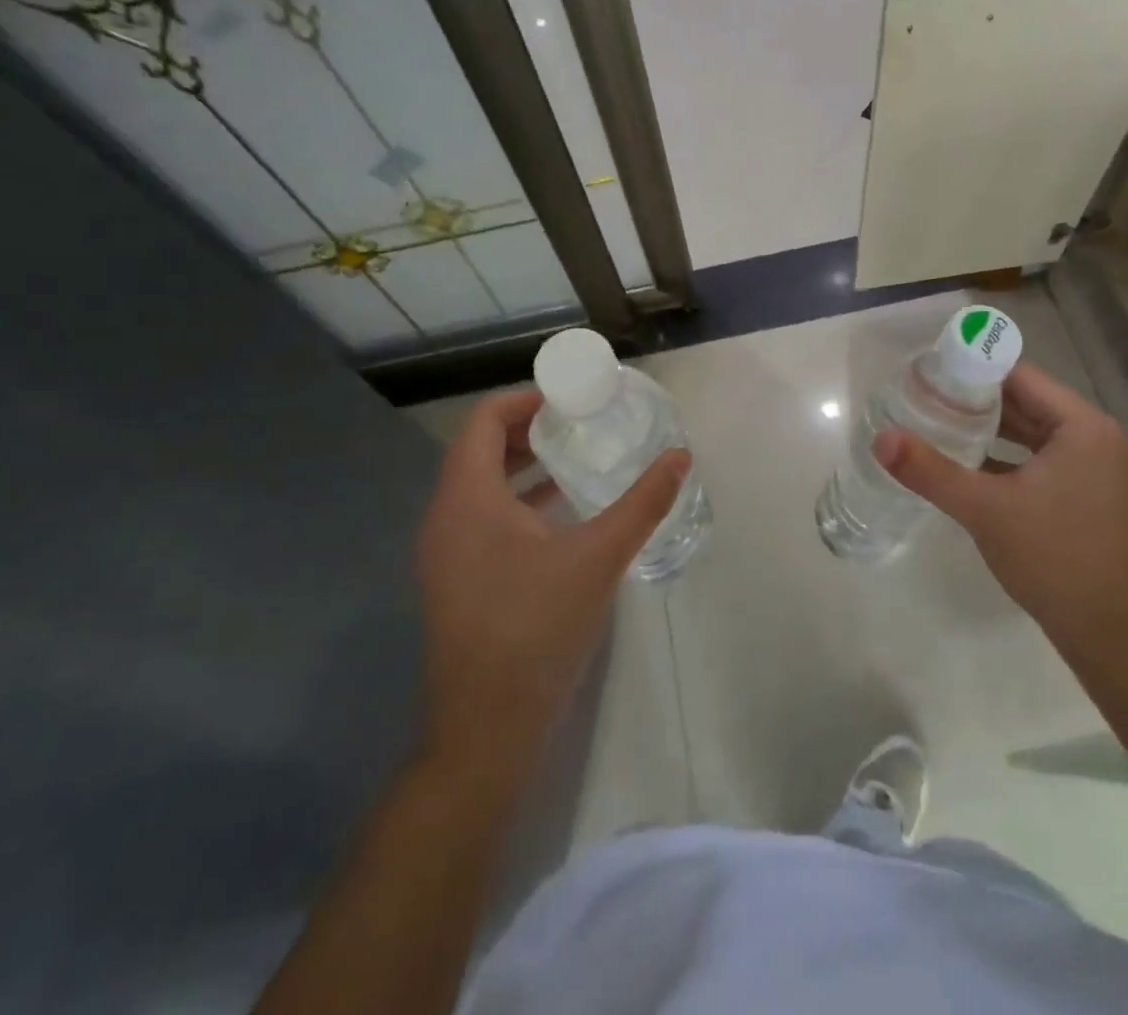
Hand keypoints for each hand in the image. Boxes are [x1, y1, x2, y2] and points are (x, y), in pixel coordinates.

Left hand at [415, 389, 686, 788]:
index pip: (484, 420)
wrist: (487, 731)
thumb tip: (680, 457)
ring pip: (483, 486)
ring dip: (526, 466)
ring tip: (578, 458)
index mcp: (467, 499)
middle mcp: (447, 517)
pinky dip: (521, 501)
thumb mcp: (598, 558)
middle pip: (482, 449)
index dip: (525, 399)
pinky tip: (564, 514)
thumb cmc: (536, 630)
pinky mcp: (459, 580)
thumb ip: (642, 503)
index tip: (570, 397)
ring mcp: (448, 553)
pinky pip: (486, 518)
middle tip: (581, 422)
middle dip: (531, 429)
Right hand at [873, 363, 1127, 653]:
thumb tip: (881, 439)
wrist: (1116, 639)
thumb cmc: (1055, 560)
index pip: (1021, 377)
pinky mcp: (1095, 500)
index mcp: (1084, 427)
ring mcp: (1101, 472)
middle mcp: (1099, 440)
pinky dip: (1010, 460)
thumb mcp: (985, 510)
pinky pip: (1046, 462)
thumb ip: (930, 471)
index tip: (930, 372)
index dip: (973, 370)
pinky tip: (971, 468)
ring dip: (992, 431)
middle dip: (977, 401)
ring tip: (939, 426)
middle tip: (925, 398)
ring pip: (1035, 436)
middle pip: (1028, 403)